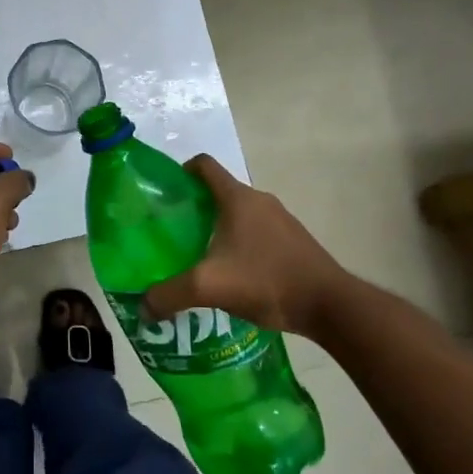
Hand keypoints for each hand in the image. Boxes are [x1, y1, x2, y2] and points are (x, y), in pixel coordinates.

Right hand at [142, 155, 348, 339]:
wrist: (330, 305)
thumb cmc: (266, 281)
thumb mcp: (209, 287)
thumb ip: (170, 295)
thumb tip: (142, 307)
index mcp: (237, 199)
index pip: (204, 166)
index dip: (181, 172)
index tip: (165, 193)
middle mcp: (260, 201)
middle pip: (220, 192)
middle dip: (195, 208)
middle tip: (174, 234)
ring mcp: (282, 221)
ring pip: (240, 215)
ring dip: (219, 229)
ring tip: (201, 258)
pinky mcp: (294, 242)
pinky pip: (258, 234)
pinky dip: (241, 245)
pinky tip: (233, 276)